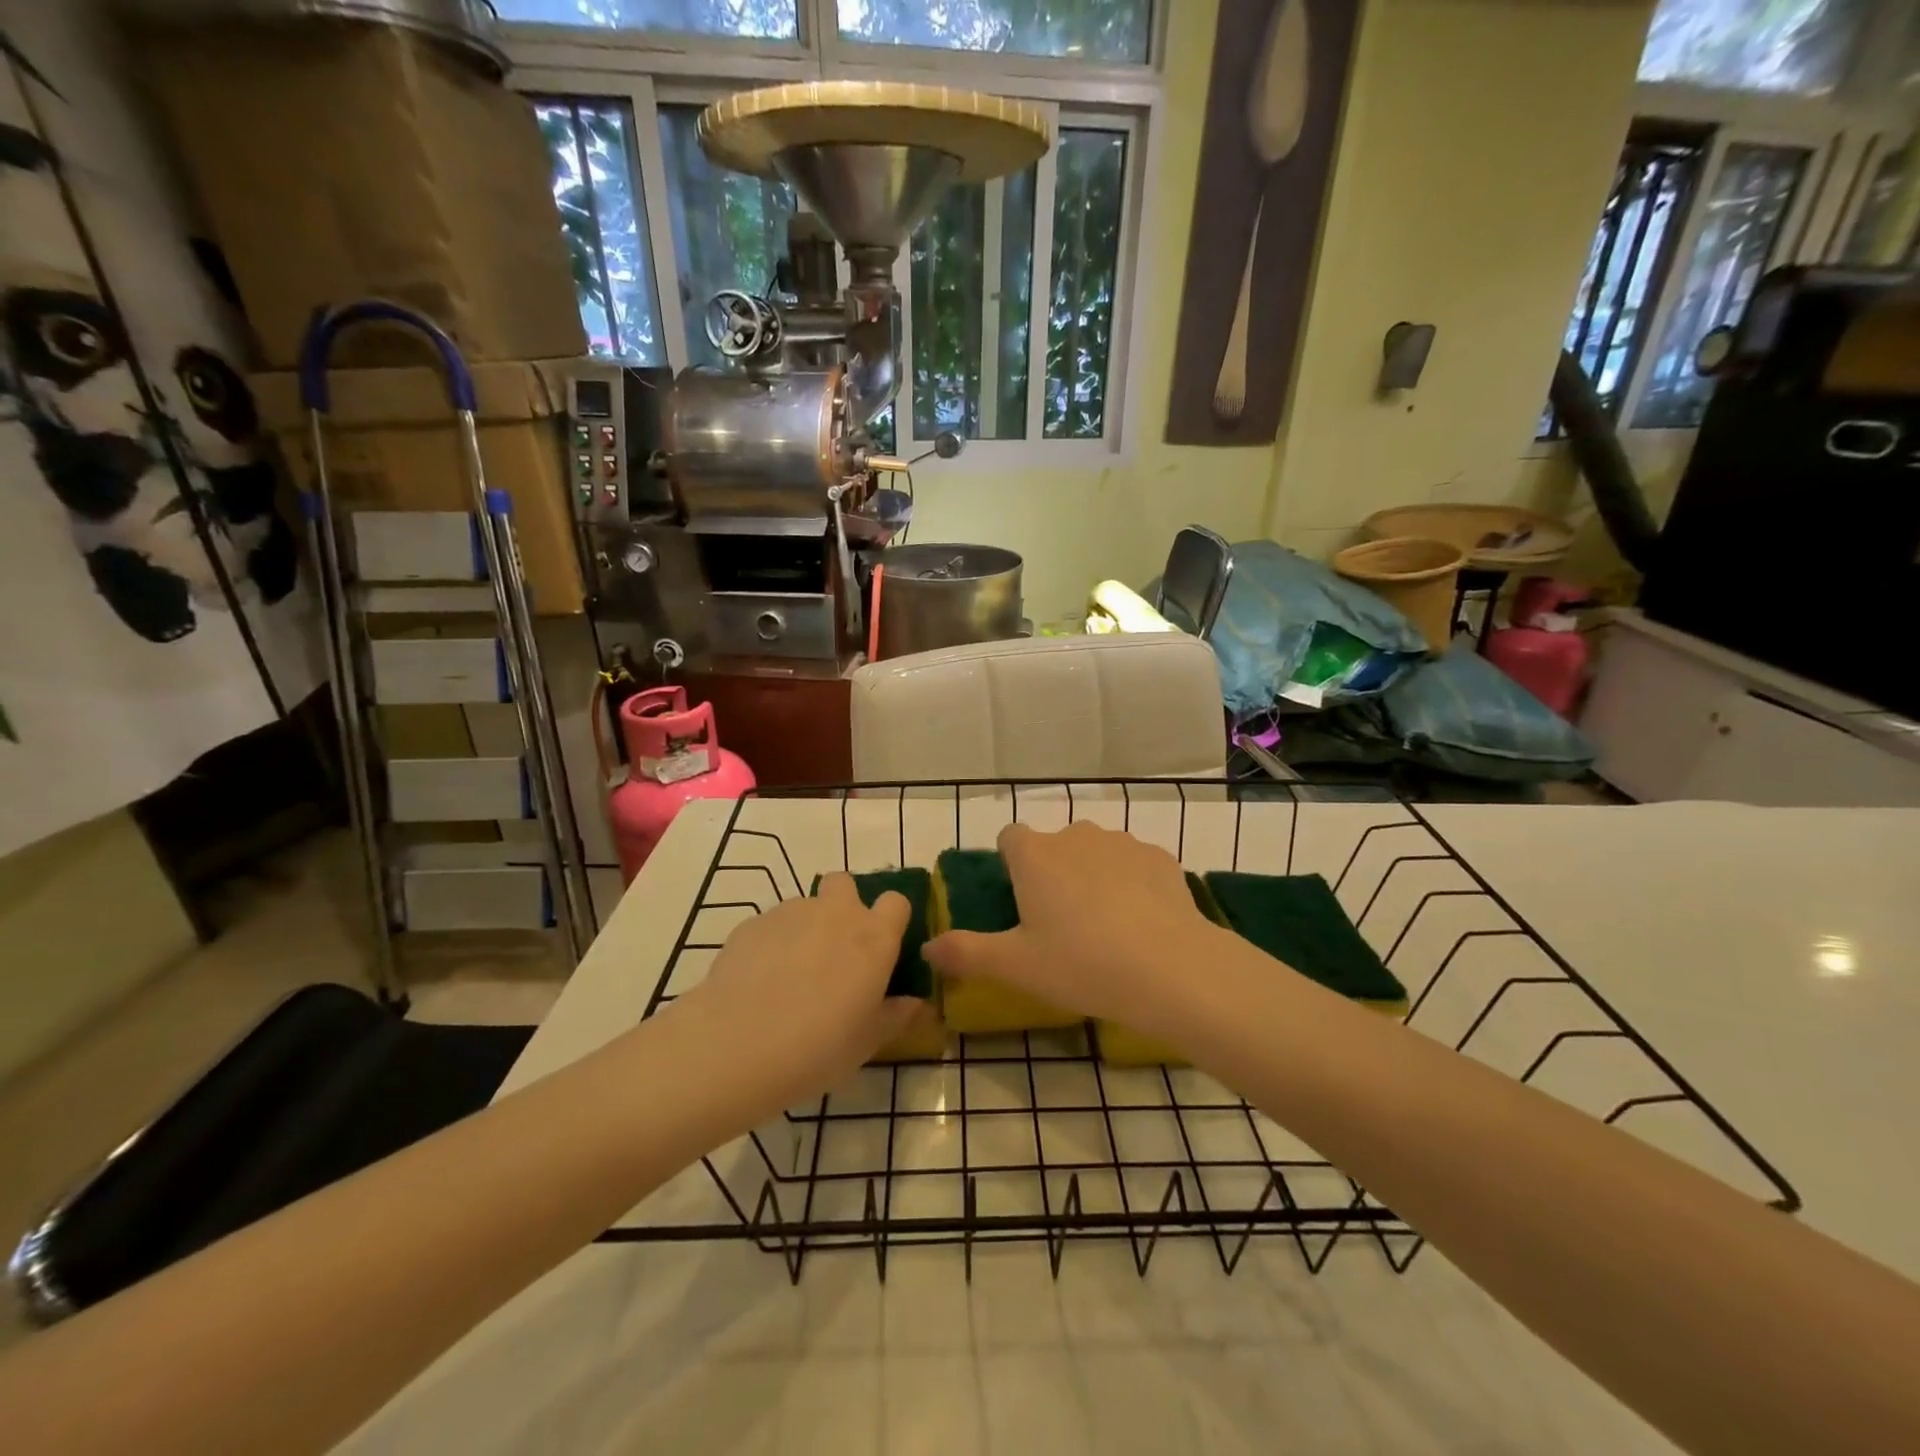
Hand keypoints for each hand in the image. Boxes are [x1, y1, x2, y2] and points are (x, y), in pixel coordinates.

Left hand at [674, 874, 918, 1122]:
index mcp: (874, 938)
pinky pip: (772, 925)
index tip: (882, 949)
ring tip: (791, 976)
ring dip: (806, 929)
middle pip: (845, 884)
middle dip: (843, 906)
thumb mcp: (867, 1042)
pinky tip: (759, 983)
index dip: (890, 921)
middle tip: (835, 951)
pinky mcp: (752, 923)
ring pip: (806, 907)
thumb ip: (895, 1016)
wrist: (736, 1045)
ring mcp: (791, 913)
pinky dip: (772, 944)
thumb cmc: (818, 1047)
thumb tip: (915, 1003)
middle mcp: (836, 913)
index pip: (896, 902)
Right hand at [924, 821, 1226, 1040]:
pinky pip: (1133, 864)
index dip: (1011, 865)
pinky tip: (1141, 922)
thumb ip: (965, 953)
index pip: (1009, 838)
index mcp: (1034, 855)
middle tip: (1060, 924)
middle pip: (1053, 846)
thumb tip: (927, 947)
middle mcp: (1075, 835)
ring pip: (1095, 852)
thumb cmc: (1081, 964)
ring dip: (1092, 876)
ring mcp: (1121, 842)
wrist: (1171, 968)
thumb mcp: (1015, 966)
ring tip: (1105, 926)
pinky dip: (1131, 883)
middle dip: (1053, 873)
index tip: (1020, 901)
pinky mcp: (1159, 856)